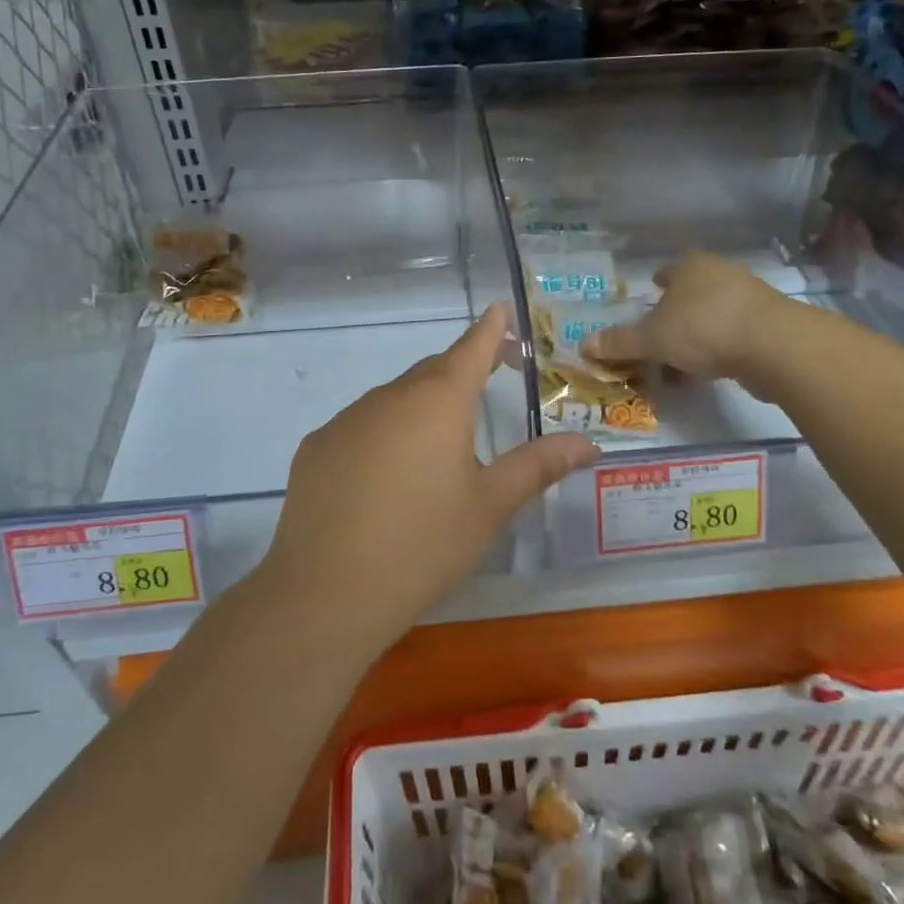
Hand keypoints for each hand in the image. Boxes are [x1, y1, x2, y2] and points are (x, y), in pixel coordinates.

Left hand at [261, 305, 597, 653]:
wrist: (326, 592)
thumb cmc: (423, 545)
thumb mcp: (490, 507)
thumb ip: (538, 466)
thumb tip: (587, 442)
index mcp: (438, 402)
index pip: (471, 348)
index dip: (490, 329)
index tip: (501, 310)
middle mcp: (390, 397)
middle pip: (433, 371)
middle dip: (463, 368)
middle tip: (490, 377)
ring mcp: (346, 420)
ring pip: (395, 399)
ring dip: (421, 406)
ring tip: (439, 445)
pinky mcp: (316, 448)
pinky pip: (361, 426)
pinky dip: (384, 434)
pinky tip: (386, 477)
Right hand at [583, 252, 788, 389]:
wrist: (775, 346)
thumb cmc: (704, 328)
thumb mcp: (653, 339)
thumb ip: (620, 342)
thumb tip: (584, 345)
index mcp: (691, 266)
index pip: (668, 271)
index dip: (655, 285)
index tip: (647, 299)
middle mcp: (720, 274)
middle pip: (691, 293)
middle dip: (674, 314)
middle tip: (657, 336)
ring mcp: (749, 298)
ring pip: (712, 316)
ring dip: (695, 336)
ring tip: (677, 362)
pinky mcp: (769, 325)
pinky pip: (732, 336)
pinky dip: (717, 351)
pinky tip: (706, 373)